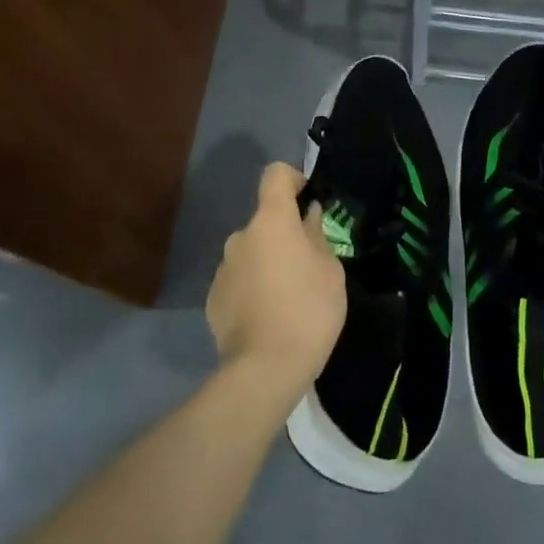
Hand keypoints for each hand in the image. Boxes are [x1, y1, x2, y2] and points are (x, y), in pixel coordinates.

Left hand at [206, 163, 346, 398]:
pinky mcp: (213, 298)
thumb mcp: (330, 270)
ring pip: (251, 252)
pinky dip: (253, 287)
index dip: (294, 179)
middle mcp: (240, 237)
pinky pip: (239, 280)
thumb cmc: (308, 310)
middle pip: (265, 221)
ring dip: (268, 262)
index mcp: (271, 222)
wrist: (265, 368)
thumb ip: (316, 236)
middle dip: (284, 234)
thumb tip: (307, 216)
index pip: (275, 175)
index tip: (309, 199)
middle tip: (308, 264)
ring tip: (288, 296)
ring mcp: (223, 268)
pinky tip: (268, 315)